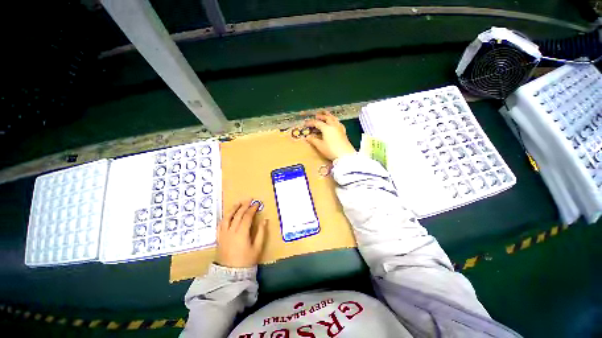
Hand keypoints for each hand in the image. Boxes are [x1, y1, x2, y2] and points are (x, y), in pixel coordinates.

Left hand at [216, 199, 267, 267]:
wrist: (230, 274)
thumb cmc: (246, 260)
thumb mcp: (257, 247)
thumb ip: (261, 232)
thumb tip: (265, 220)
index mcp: (242, 233)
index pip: (247, 216)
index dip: (252, 209)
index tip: (257, 204)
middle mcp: (231, 231)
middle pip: (237, 215)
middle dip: (244, 205)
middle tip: (249, 199)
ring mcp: (223, 234)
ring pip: (227, 218)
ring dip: (233, 209)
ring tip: (238, 203)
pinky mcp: (219, 238)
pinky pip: (220, 225)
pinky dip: (224, 218)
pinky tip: (227, 215)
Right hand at [304, 111, 355, 160]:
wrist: (345, 154)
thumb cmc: (331, 150)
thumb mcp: (320, 146)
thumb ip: (313, 140)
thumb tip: (307, 137)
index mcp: (326, 128)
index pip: (317, 123)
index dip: (311, 122)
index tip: (306, 123)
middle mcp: (333, 126)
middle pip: (327, 118)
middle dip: (321, 116)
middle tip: (316, 115)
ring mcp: (339, 128)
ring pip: (334, 119)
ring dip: (329, 116)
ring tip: (326, 115)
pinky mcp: (343, 132)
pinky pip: (338, 123)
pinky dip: (335, 121)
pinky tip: (335, 123)